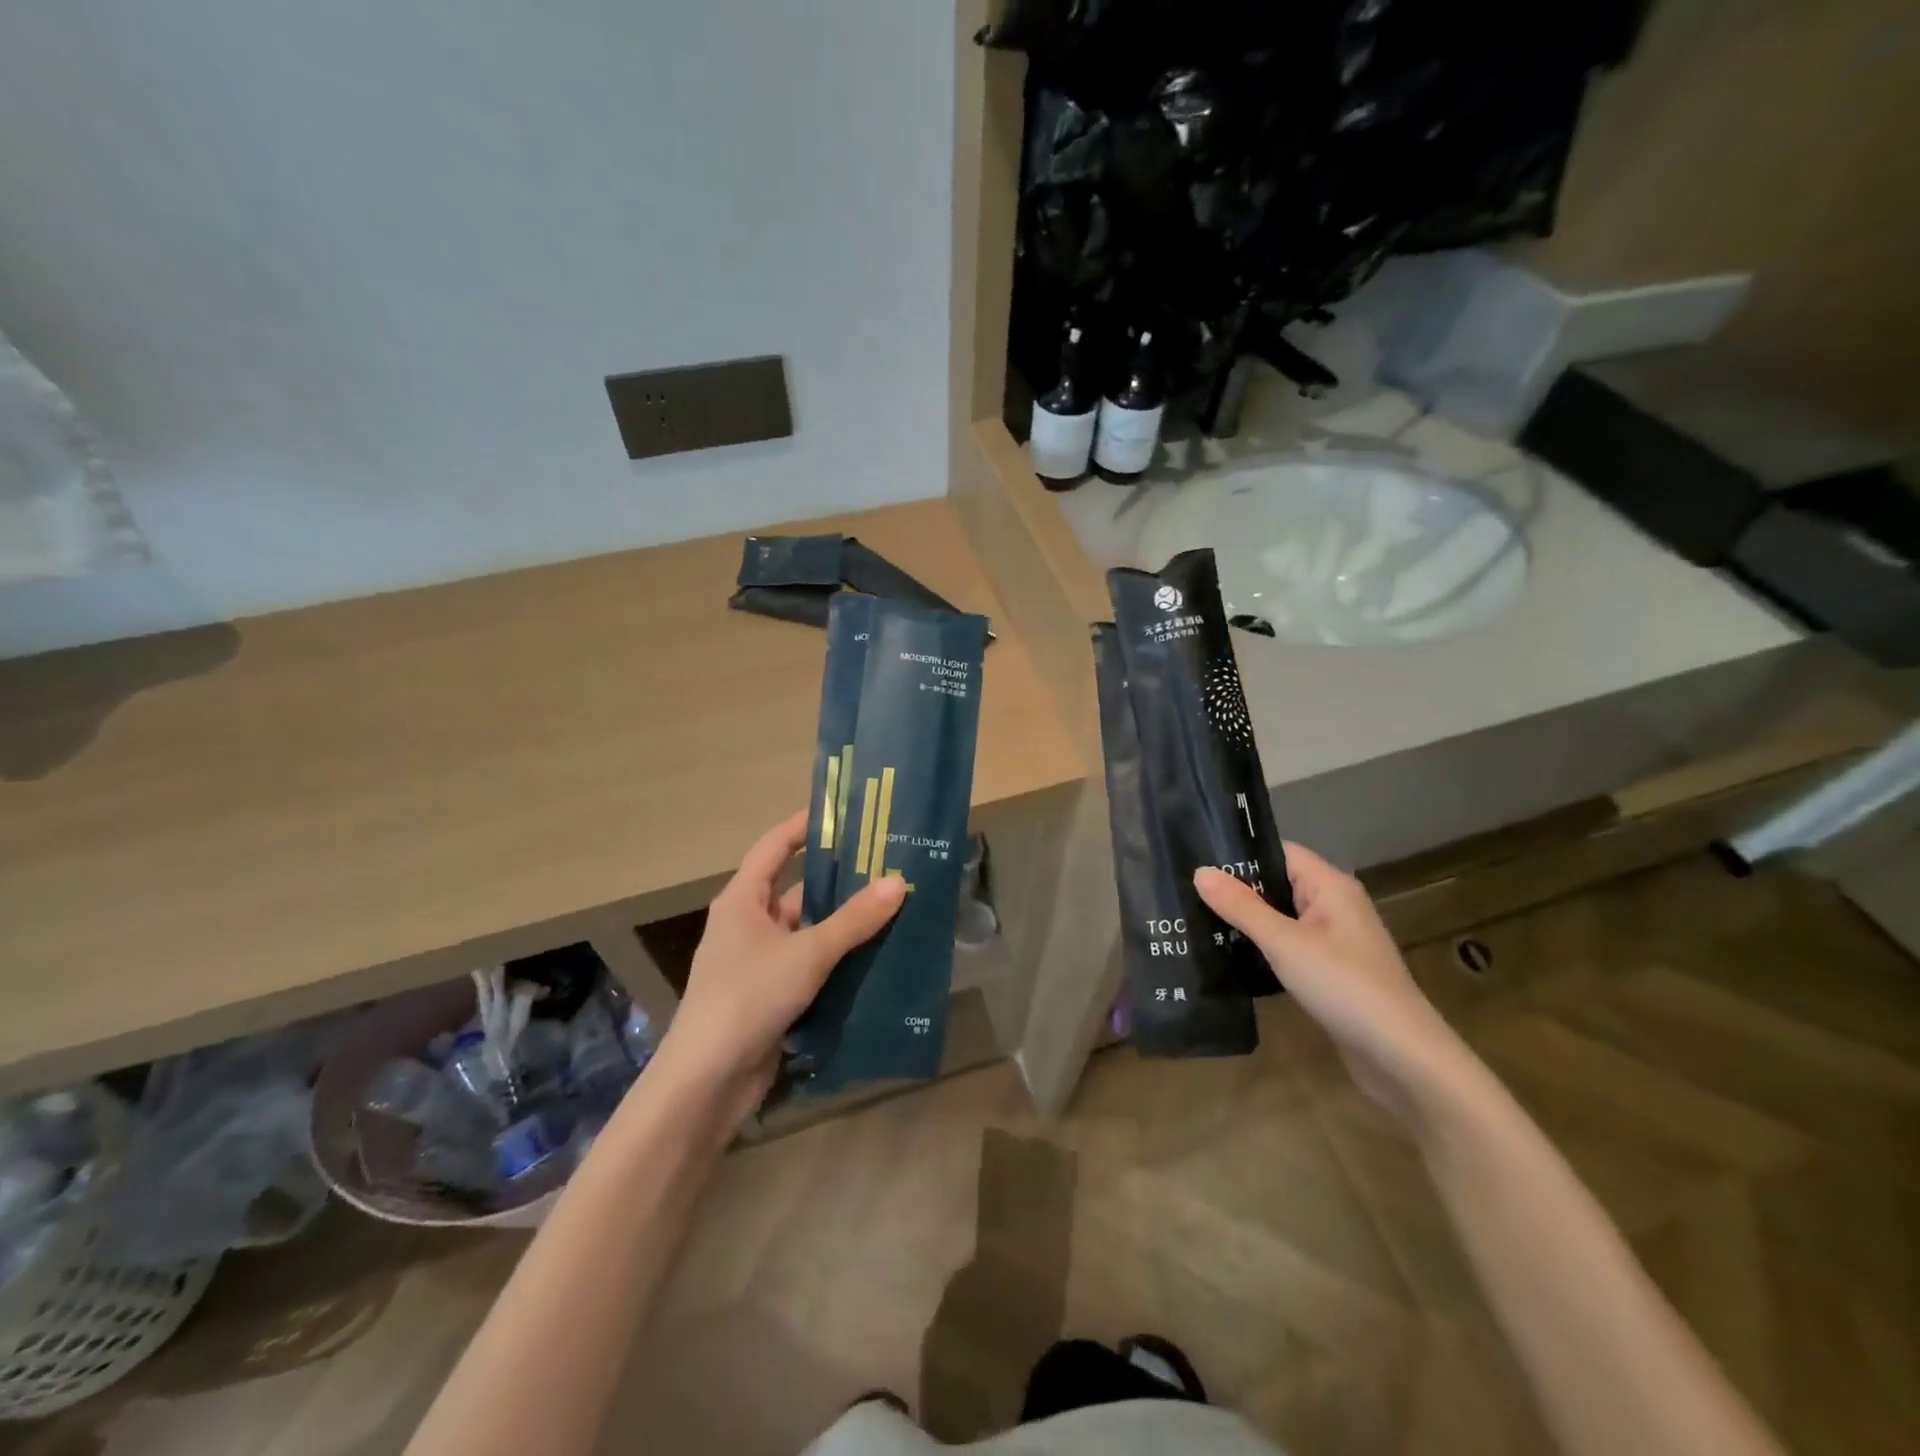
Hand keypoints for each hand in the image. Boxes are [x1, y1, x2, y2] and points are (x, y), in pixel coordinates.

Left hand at [649, 811, 905, 1128]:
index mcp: (743, 900)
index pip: (775, 846)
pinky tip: (876, 956)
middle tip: (887, 864)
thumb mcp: (807, 952)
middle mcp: (748, 924)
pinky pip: (810, 964)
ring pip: (808, 930)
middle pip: (797, 889)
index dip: (805, 826)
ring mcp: (759, 961)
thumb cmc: (749, 998)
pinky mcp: (771, 995)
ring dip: (843, 923)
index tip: (845, 813)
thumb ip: (853, 920)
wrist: (707, 1081)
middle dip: (839, 879)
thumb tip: (898, 882)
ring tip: (893, 907)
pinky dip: (838, 959)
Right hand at [1195, 844, 1468, 1117]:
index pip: (1278, 853)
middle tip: (1183, 892)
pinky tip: (1226, 956)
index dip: (1239, 854)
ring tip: (1193, 920)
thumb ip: (1241, 906)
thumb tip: (1199, 871)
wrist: (1402, 1059)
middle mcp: (1333, 906)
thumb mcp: (1284, 943)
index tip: (1193, 858)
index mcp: (1330, 886)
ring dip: (1245, 921)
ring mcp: (1333, 941)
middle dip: (1234, 889)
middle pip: (1276, 884)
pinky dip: (1260, 948)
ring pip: (1279, 918)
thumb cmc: (1344, 987)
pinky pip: (1286, 947)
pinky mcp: (1329, 973)